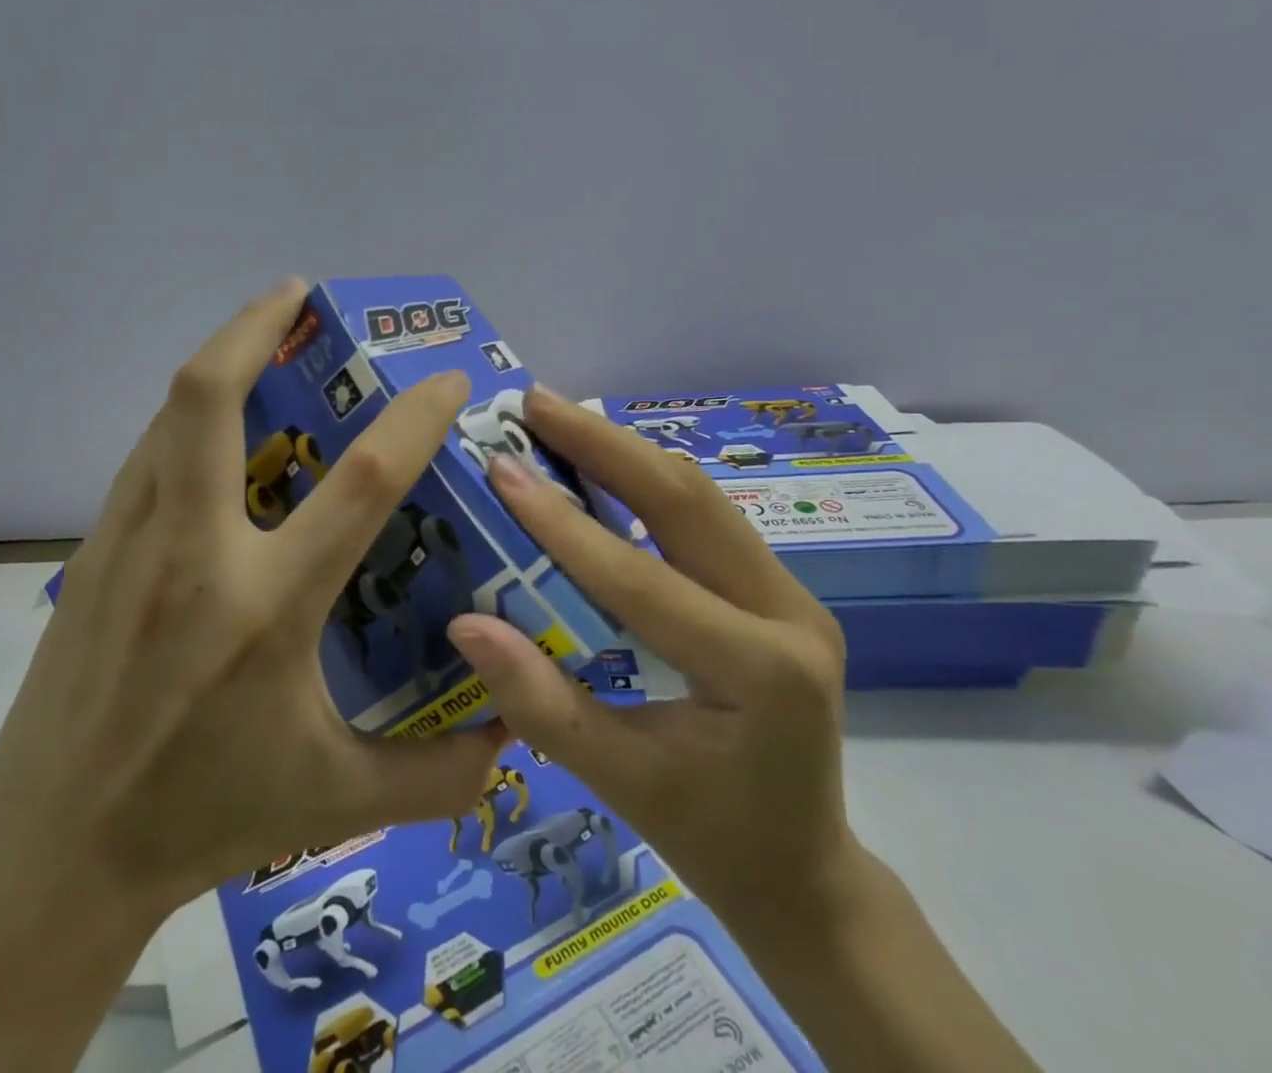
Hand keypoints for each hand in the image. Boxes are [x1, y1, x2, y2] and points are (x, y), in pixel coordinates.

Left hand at [0, 281, 503, 1072]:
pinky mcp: (89, 555)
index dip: (414, 417)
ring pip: (168, 415)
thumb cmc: (203, 821)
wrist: (50, 861)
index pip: (360, 482)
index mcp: (267, 610)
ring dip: (218, 358)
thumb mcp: (337, 801)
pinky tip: (211, 426)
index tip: (447, 379)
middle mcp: (195, 557)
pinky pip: (146, 456)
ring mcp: (129, 546)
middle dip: (255, 325)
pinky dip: (184, 417)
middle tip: (297, 290)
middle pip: (211, 398)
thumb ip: (442, 775)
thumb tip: (516, 728)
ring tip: (258, 336)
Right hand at [448, 387, 1042, 1072]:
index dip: (564, 524)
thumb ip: (542, 705)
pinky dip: (646, 481)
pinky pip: (704, 516)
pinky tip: (600, 462)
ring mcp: (791, 592)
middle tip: (535, 402)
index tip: (502, 469)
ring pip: (699, 495)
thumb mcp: (620, 784)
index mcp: (760, 673)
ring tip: (559, 418)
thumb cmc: (711, 839)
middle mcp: (789, 613)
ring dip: (625, 450)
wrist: (804, 869)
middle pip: (687, 501)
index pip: (643, 580)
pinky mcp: (776, 586)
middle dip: (603, 443)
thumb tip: (466, 624)